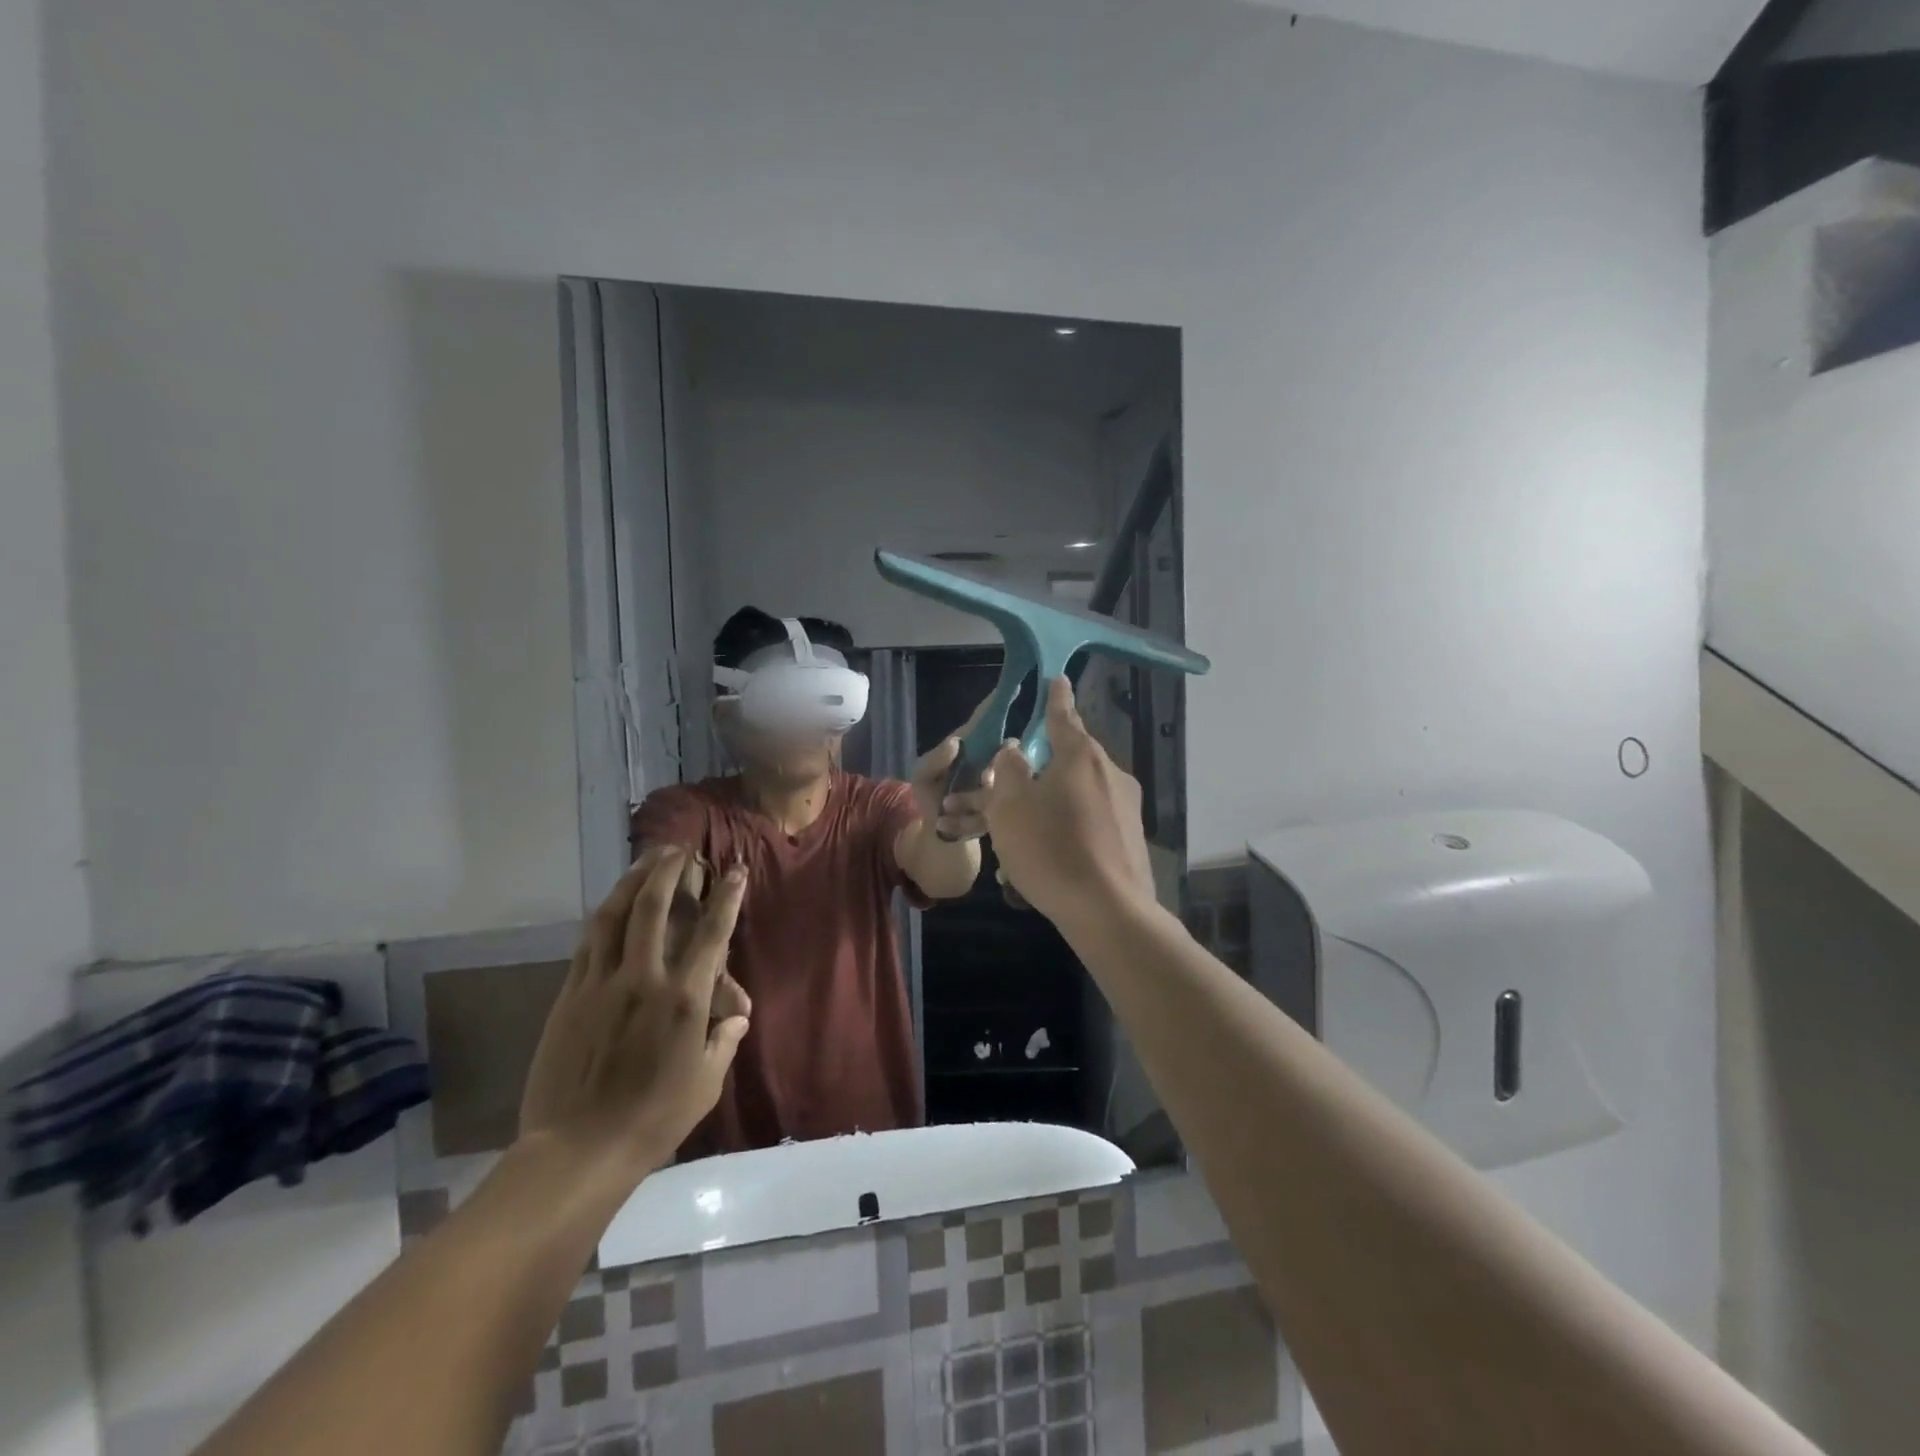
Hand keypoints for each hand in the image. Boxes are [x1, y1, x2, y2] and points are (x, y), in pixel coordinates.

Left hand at [517, 847, 750, 1188]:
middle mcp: (643, 979)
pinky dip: (604, 916)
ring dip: (632, 881)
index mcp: (684, 1000)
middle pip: (654, 908)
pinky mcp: (570, 996)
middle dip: (669, 871)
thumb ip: (724, 1040)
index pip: (711, 933)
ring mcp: (601, 984)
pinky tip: (611, 905)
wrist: (576, 1151)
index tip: (736, 870)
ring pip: (614, 916)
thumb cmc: (653, 1119)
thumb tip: (737, 1014)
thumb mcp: (705, 1084)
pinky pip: (588, 944)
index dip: (726, 897)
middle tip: (679, 850)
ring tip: (644, 860)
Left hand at [909, 697, 995, 841]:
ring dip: (985, 793)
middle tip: (983, 777)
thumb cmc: (931, 796)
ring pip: (1009, 779)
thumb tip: (957, 743)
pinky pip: (1003, 807)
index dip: (997, 704)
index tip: (1014, 686)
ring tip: (958, 805)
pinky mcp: (1006, 808)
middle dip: (1000, 758)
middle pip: (1006, 747)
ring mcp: (1002, 783)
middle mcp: (992, 759)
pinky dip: (978, 816)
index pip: (986, 720)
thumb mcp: (923, 776)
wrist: (941, 837)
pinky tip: (958, 821)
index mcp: (972, 745)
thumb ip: (934, 759)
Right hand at [981, 677, 1156, 923]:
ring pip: (1072, 800)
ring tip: (1008, 845)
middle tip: (1000, 794)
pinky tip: (1038, 866)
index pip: (1063, 716)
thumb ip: (1008, 771)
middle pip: (1064, 764)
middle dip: (1030, 777)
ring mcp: (1125, 809)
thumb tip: (1015, 752)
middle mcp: (1109, 774)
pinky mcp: (1130, 840)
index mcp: (1081, 757)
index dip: (1054, 698)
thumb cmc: (1051, 849)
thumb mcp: (1010, 806)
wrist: (1109, 912)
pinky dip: (1061, 836)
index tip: (1057, 679)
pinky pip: (1087, 827)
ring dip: (1040, 813)